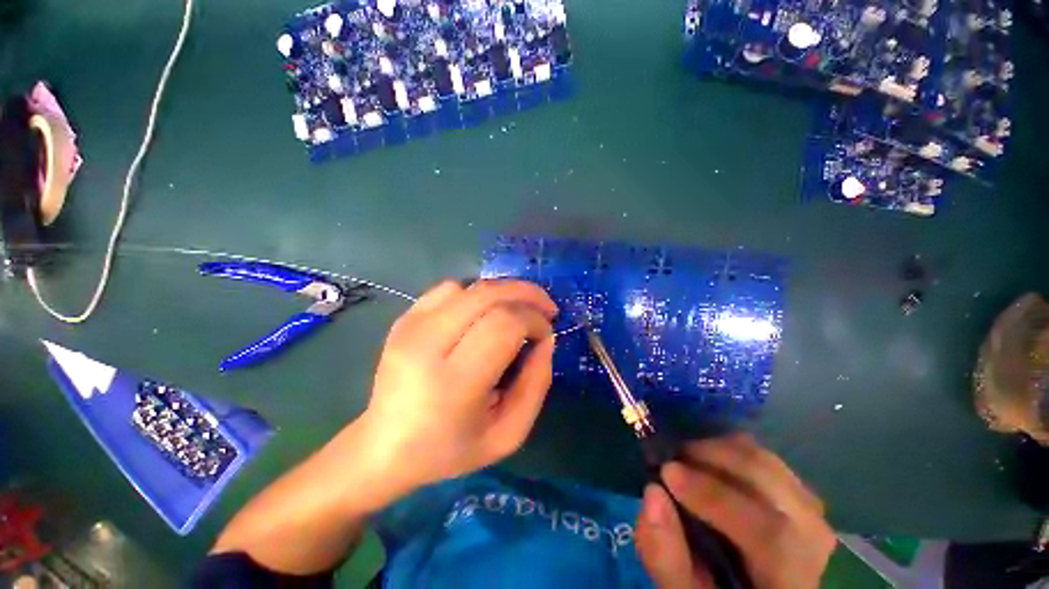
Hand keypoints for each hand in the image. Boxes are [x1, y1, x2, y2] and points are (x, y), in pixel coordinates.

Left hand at [361, 279, 557, 495]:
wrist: (385, 446)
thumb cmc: (451, 448)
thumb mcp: (508, 433)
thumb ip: (537, 383)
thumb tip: (546, 339)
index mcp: (453, 383)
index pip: (504, 325)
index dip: (534, 320)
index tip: (545, 334)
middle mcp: (427, 345)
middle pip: (488, 295)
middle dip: (526, 294)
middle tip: (545, 308)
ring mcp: (411, 326)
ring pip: (472, 287)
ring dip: (504, 293)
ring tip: (517, 310)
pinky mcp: (405, 318)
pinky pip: (451, 289)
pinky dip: (477, 294)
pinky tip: (483, 313)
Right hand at [635, 434, 834, 588]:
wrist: (755, 587)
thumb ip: (666, 556)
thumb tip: (652, 492)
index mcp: (794, 579)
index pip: (771, 535)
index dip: (715, 498)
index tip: (666, 473)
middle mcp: (816, 540)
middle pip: (774, 483)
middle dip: (714, 458)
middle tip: (672, 458)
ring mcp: (811, 512)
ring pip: (769, 463)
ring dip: (720, 451)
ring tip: (686, 459)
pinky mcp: (798, 495)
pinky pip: (765, 459)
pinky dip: (730, 451)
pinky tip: (707, 462)